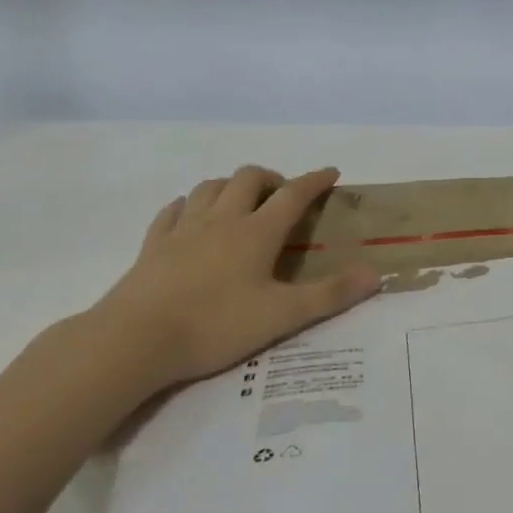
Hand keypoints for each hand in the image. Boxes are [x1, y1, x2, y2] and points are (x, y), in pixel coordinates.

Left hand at [79, 166, 380, 394]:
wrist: (136, 339)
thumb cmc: (215, 325)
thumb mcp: (281, 315)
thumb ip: (330, 294)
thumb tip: (376, 274)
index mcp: (256, 232)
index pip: (293, 194)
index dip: (315, 180)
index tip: (331, 172)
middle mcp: (222, 219)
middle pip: (248, 177)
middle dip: (271, 178)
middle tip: (282, 197)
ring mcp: (184, 228)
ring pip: (210, 186)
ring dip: (231, 186)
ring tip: (240, 203)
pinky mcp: (153, 244)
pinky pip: (173, 210)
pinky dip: (189, 205)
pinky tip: (190, 217)